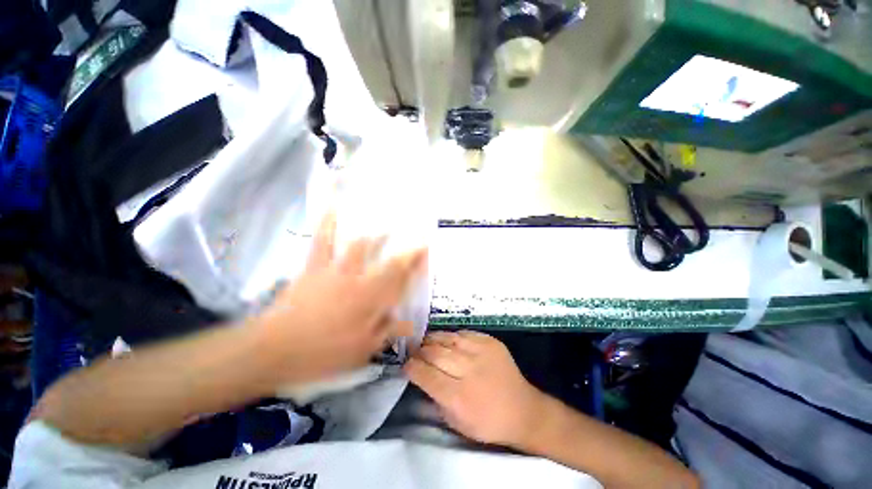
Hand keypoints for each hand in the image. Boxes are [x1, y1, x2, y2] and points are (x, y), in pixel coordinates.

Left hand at [255, 212, 426, 383]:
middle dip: (404, 249)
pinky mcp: (315, 267)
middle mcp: (360, 282)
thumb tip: (411, 325)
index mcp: (372, 302)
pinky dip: (327, 223)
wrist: (276, 349)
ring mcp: (337, 271)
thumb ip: (388, 333)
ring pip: (360, 247)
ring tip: (386, 225)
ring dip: (376, 235)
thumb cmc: (323, 353)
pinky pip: (322, 241)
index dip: (416, 263)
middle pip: (387, 261)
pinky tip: (333, 207)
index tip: (426, 251)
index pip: (401, 279)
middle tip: (415, 238)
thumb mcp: (361, 350)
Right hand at [405, 330, 544, 446]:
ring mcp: (481, 352)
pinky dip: (451, 336)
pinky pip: (463, 333)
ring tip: (425, 342)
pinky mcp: (491, 342)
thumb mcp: (456, 422)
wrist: (523, 410)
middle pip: (434, 353)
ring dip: (432, 340)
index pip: (426, 375)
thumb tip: (419, 377)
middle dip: (419, 351)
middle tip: (412, 350)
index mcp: (458, 397)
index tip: (406, 364)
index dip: (412, 367)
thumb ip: (435, 398)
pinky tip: (446, 340)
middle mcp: (468, 370)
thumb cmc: (487, 423)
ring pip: (448, 339)